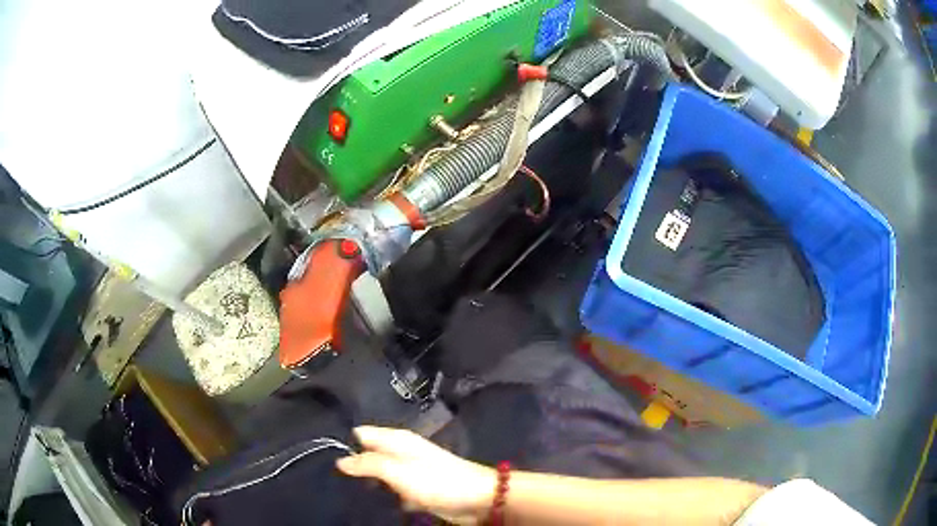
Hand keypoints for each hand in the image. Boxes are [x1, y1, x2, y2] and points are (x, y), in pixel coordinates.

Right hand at [336, 426, 496, 524]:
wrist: (477, 500)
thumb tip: (340, 460)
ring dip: (367, 484)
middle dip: (353, 467)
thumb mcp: (398, 470)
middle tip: (330, 480)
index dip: (344, 443)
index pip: (361, 434)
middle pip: (368, 455)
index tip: (323, 457)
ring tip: (344, 493)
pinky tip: (368, 503)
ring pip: (378, 475)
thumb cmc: (436, 481)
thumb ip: (368, 464)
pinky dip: (382, 496)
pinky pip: (391, 491)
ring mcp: (408, 472)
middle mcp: (400, 452)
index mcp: (396, 440)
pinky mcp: (415, 490)